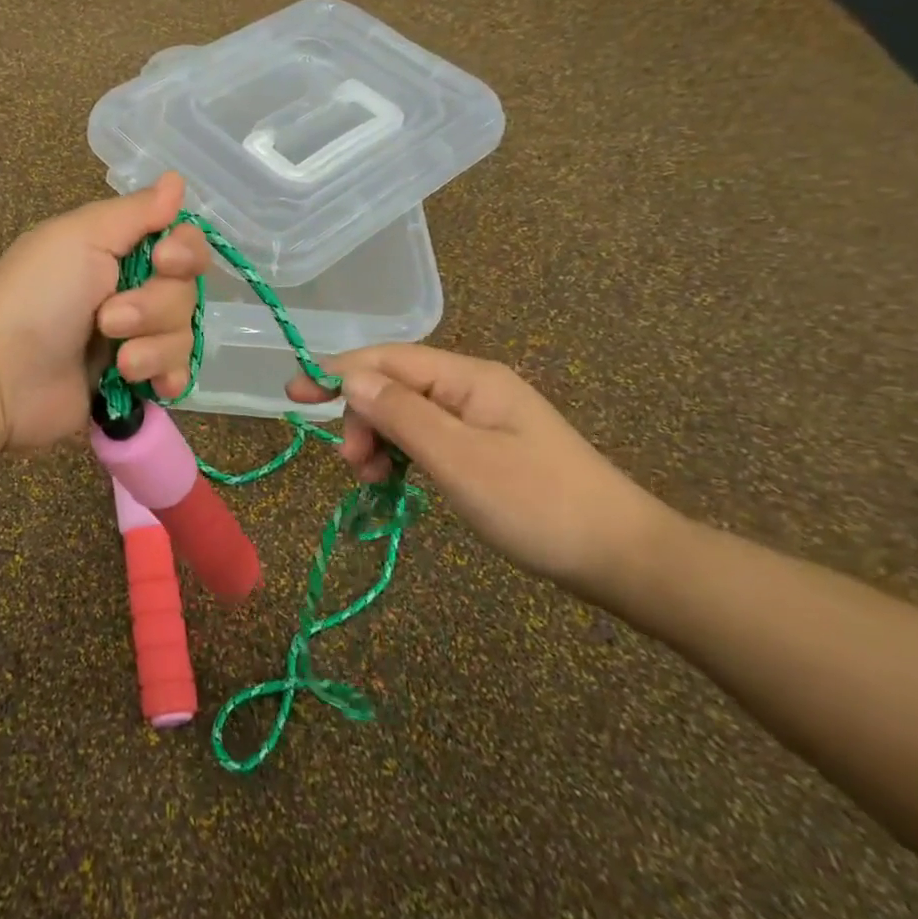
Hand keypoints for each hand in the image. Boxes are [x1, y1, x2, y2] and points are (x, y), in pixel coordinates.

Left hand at [0, 172, 209, 450]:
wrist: (0, 375)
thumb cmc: (37, 296)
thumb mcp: (81, 237)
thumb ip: (136, 211)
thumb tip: (177, 180)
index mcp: (119, 251)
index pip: (183, 244)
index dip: (185, 252)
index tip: (163, 261)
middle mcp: (133, 291)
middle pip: (186, 293)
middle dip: (154, 308)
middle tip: (108, 319)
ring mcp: (135, 340)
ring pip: (183, 336)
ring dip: (154, 348)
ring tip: (118, 363)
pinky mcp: (134, 384)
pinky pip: (177, 376)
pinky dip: (168, 378)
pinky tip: (152, 386)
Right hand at [288, 345, 677, 596]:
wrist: (625, 558)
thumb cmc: (537, 504)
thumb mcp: (458, 459)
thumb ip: (400, 414)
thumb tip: (349, 377)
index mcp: (469, 378)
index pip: (387, 360)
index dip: (336, 372)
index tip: (292, 394)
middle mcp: (473, 388)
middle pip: (395, 386)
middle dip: (362, 418)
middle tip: (353, 466)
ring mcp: (482, 418)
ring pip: (408, 414)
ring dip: (380, 440)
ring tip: (374, 481)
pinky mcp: (487, 448)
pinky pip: (429, 439)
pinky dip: (404, 456)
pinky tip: (399, 481)